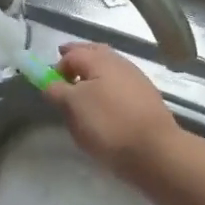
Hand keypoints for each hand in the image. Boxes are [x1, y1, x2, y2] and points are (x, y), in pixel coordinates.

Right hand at [46, 42, 180, 177]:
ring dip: (94, 75)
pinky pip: (120, 86)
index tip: (49, 84)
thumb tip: (50, 82)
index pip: (72, 54)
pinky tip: (104, 105)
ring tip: (83, 92)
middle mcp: (120, 63)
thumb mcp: (73, 107)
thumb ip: (57, 90)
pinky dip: (108, 89)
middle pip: (94, 54)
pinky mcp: (147, 99)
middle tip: (65, 75)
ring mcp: (137, 80)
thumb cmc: (108, 124)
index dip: (57, 66)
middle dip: (78, 60)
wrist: (155, 151)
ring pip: (109, 70)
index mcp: (100, 60)